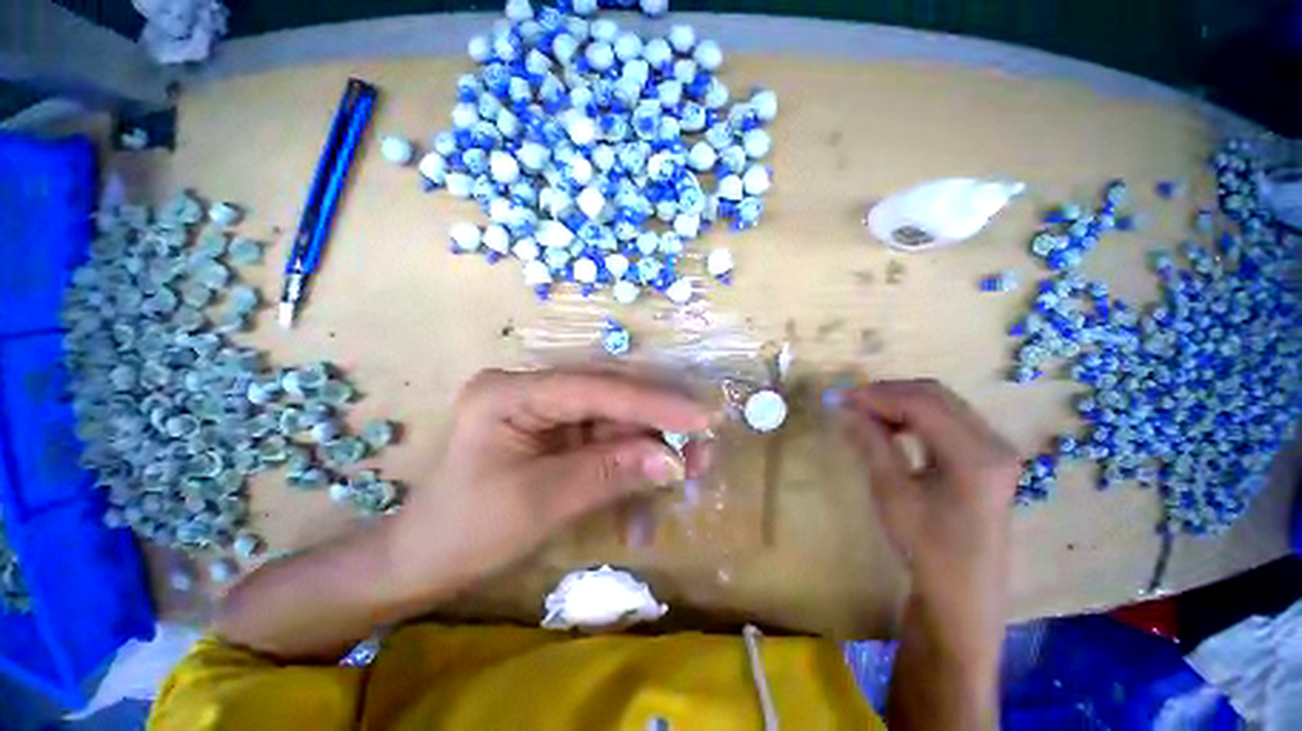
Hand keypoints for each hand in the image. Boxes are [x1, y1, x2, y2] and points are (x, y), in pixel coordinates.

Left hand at [385, 369, 710, 597]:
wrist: (425, 559)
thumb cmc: (467, 532)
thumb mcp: (541, 503)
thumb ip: (610, 473)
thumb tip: (672, 460)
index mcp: (509, 392)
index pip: (593, 389)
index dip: (650, 402)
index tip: (700, 416)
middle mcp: (529, 387)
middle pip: (607, 394)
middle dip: (657, 417)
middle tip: (704, 433)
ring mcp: (544, 406)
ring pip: (612, 413)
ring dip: (652, 435)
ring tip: (692, 454)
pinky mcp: (556, 428)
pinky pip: (604, 433)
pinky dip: (634, 450)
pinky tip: (661, 462)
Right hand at [835, 380, 1018, 603]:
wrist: (963, 591)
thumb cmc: (927, 546)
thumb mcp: (892, 491)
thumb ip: (871, 442)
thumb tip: (845, 407)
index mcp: (975, 456)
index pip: (921, 404)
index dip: (876, 395)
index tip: (840, 398)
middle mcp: (993, 442)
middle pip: (935, 395)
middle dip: (887, 392)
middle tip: (849, 401)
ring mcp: (994, 447)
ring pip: (941, 402)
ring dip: (899, 401)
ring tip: (864, 412)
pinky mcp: (987, 455)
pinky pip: (947, 418)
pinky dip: (914, 414)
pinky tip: (891, 424)